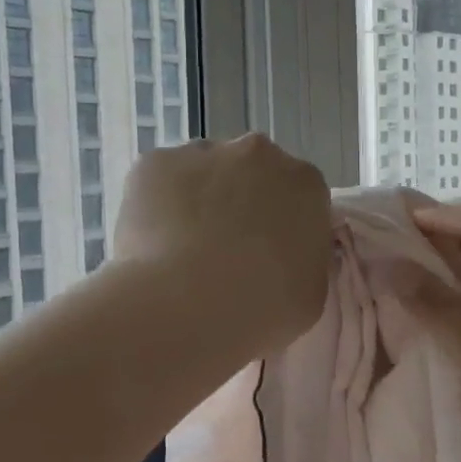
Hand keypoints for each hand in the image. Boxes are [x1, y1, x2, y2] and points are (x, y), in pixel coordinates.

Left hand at [115, 134, 332, 351]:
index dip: (278, 225)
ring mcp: (202, 153)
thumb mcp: (309, 294)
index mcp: (305, 184)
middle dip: (237, 203)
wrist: (187, 306)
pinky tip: (151, 244)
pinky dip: (154, 206)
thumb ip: (302, 260)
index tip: (264, 255)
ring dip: (195, 200)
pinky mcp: (154, 162)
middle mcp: (257, 154)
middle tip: (221, 252)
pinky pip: (157, 181)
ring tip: (180, 252)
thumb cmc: (261, 308)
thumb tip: (284, 256)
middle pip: (249, 172)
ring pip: (200, 172)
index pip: (297, 196)